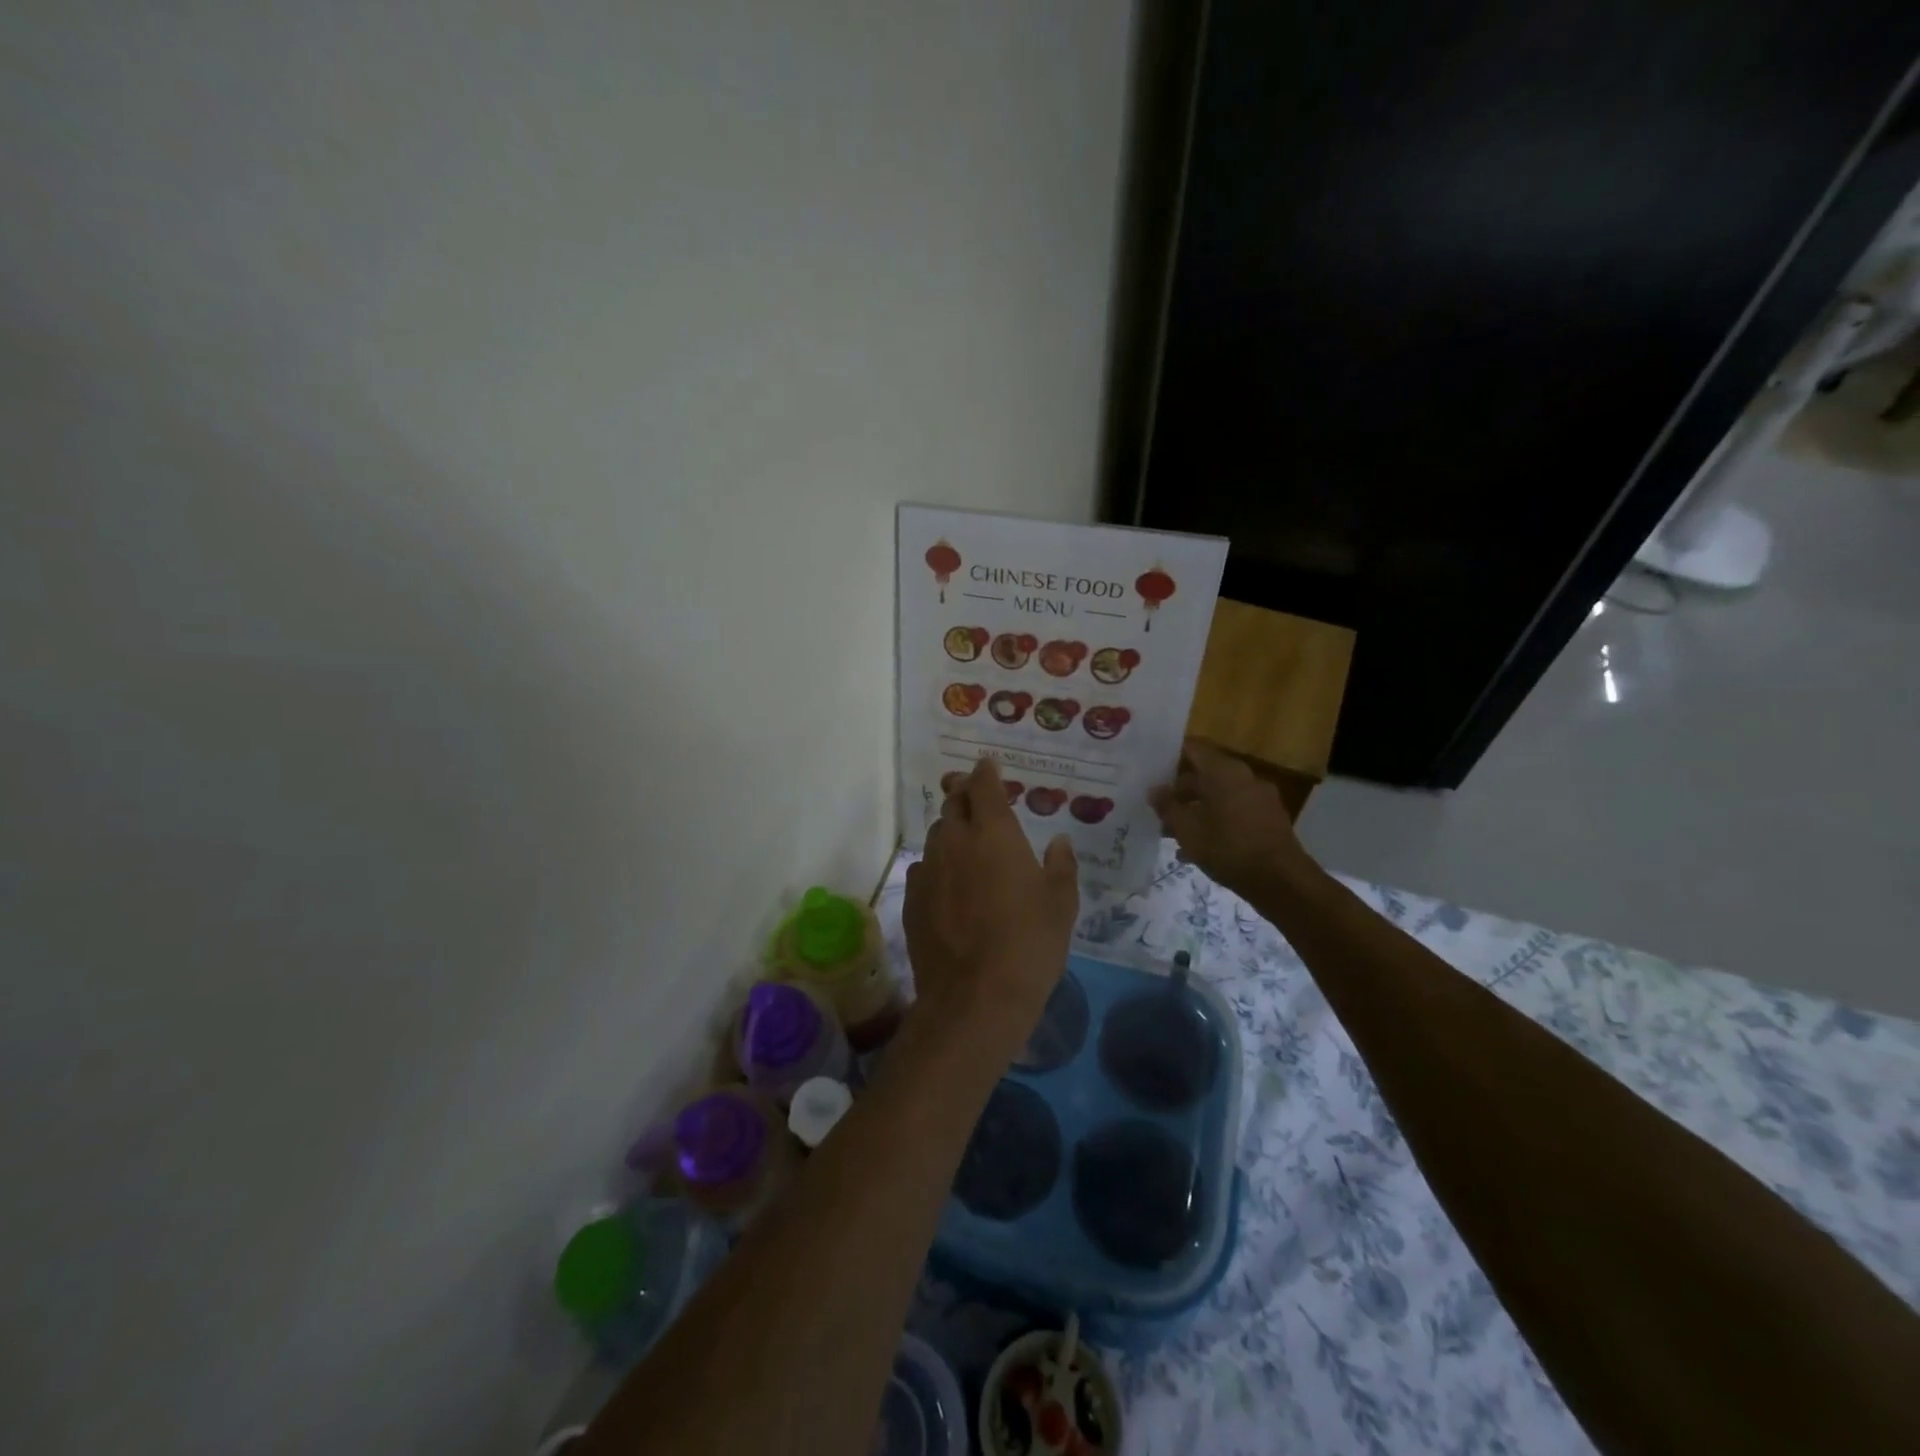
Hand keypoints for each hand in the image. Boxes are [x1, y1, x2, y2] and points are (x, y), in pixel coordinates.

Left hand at [905, 758, 1078, 1052]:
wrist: (974, 998)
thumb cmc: (1029, 946)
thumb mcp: (1061, 906)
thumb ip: (1061, 866)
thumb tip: (1058, 841)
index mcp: (994, 834)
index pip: (984, 786)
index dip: (986, 773)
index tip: (988, 766)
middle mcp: (955, 842)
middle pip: (953, 803)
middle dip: (964, 794)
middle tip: (975, 798)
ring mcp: (928, 869)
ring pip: (936, 835)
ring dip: (950, 830)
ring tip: (965, 843)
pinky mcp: (911, 899)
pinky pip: (923, 868)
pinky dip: (936, 865)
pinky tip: (948, 884)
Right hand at [1149, 740, 1311, 898]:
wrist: (1281, 881)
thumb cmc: (1228, 848)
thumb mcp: (1187, 829)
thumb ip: (1168, 807)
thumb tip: (1154, 790)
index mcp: (1224, 771)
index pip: (1194, 748)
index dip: (1170, 755)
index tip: (1152, 769)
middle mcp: (1244, 777)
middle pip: (1205, 774)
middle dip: (1180, 792)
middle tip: (1158, 809)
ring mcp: (1260, 798)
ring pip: (1219, 796)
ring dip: (1196, 810)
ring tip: (1173, 834)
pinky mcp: (1269, 819)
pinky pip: (1234, 812)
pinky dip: (1215, 822)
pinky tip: (1198, 849)